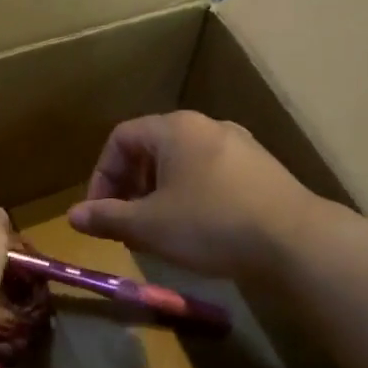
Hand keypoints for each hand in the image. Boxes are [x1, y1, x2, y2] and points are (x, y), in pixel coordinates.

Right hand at [68, 111, 320, 280]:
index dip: (101, 176)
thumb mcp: (149, 225)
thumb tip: (72, 216)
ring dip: (159, 194)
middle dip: (130, 187)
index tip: (100, 213)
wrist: (295, 241)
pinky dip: (191, 197)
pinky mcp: (262, 169)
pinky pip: (211, 175)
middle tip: (126, 223)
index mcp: (175, 129)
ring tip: (158, 230)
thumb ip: (107, 217)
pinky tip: (198, 230)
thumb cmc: (210, 225)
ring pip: (182, 164)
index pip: (120, 139)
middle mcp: (207, 126)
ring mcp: (240, 145)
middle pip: (152, 149)